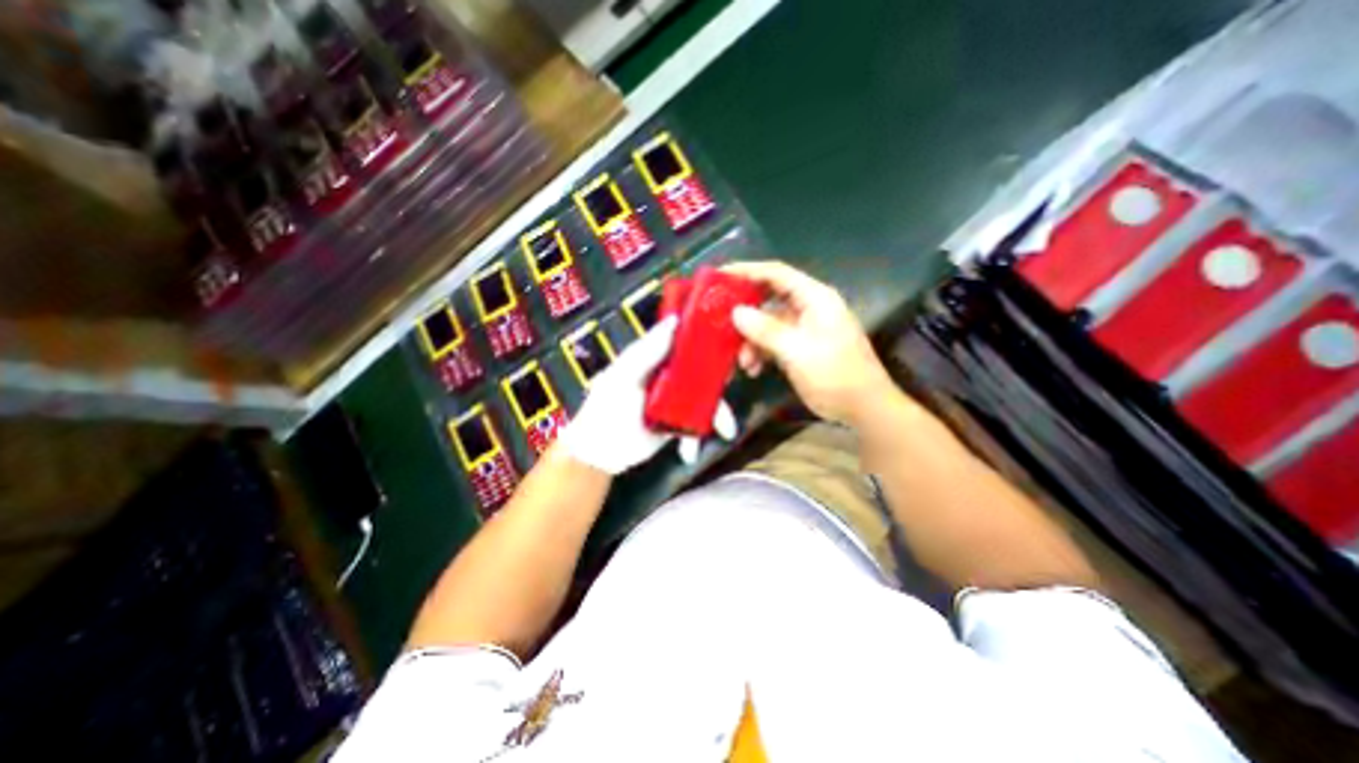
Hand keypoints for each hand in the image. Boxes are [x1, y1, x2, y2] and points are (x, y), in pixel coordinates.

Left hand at [558, 314, 738, 470]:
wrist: (599, 453)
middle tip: (732, 384)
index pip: (685, 342)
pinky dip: (697, 436)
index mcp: (654, 357)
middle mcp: (667, 375)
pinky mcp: (676, 421)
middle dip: (719, 382)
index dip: (707, 341)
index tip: (728, 343)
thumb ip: (647, 351)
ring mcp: (673, 399)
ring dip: (716, 414)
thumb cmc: (605, 408)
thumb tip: (674, 321)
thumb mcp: (623, 376)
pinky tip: (689, 451)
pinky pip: (696, 423)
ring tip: (725, 429)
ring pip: (704, 398)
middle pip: (701, 371)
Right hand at [727, 259, 900, 426]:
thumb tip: (736, 312)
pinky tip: (753, 370)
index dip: (747, 271)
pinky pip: (771, 343)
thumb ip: (766, 330)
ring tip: (742, 362)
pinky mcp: (798, 348)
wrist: (863, 409)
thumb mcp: (798, 351)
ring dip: (751, 342)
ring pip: (766, 325)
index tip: (719, 277)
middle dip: (745, 314)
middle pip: (768, 299)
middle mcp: (807, 308)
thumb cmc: (836, 375)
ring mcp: (802, 329)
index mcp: (814, 298)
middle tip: (719, 323)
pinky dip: (760, 354)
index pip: (776, 274)